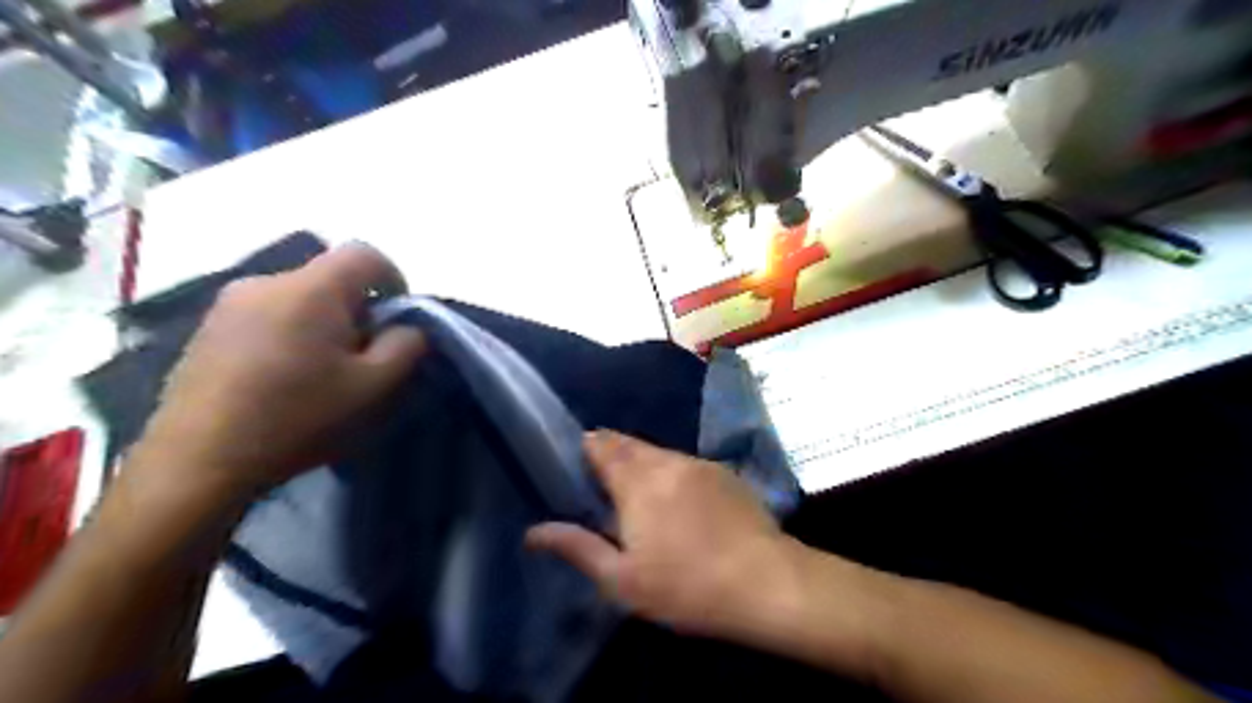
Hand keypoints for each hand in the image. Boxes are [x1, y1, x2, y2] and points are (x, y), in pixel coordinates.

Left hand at [138, 243, 427, 497]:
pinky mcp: (206, 329)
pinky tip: (284, 377)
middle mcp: (266, 282)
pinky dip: (290, 333)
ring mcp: (229, 304)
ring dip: (323, 322)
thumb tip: (408, 328)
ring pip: (298, 297)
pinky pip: (267, 314)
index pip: (364, 254)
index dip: (394, 277)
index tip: (398, 317)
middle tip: (364, 353)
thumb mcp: (374, 387)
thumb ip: (406, 346)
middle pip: (329, 277)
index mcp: (310, 290)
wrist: (198, 462)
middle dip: (358, 308)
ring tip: (323, 369)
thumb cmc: (298, 417)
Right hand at [525, 430, 796, 640]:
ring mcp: (699, 463)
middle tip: (603, 483)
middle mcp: (666, 461)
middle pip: (629, 443)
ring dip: (642, 463)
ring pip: (659, 452)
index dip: (586, 448)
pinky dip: (671, 472)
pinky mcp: (724, 473)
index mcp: (637, 480)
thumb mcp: (622, 580)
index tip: (577, 465)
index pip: (601, 444)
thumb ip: (577, 548)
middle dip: (611, 454)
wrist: (766, 581)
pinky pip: (685, 463)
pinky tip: (678, 500)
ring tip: (639, 493)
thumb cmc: (685, 586)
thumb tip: (533, 531)